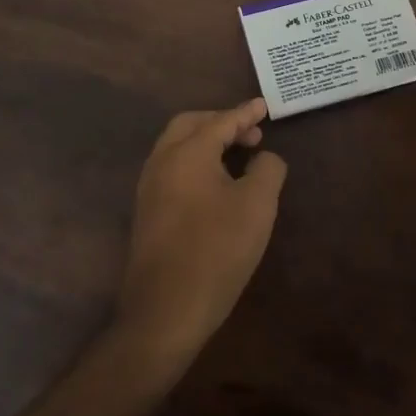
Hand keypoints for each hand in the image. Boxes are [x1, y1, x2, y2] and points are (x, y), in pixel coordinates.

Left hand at [115, 99, 286, 370]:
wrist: (166, 310)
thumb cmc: (217, 249)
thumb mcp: (258, 205)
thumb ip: (267, 169)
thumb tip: (264, 158)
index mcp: (187, 152)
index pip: (221, 121)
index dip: (245, 113)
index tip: (264, 106)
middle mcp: (162, 162)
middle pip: (190, 125)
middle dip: (221, 122)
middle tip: (251, 133)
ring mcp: (149, 188)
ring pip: (177, 147)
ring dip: (207, 142)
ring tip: (238, 156)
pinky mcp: (147, 213)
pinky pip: (173, 170)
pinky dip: (196, 163)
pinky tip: (217, 184)